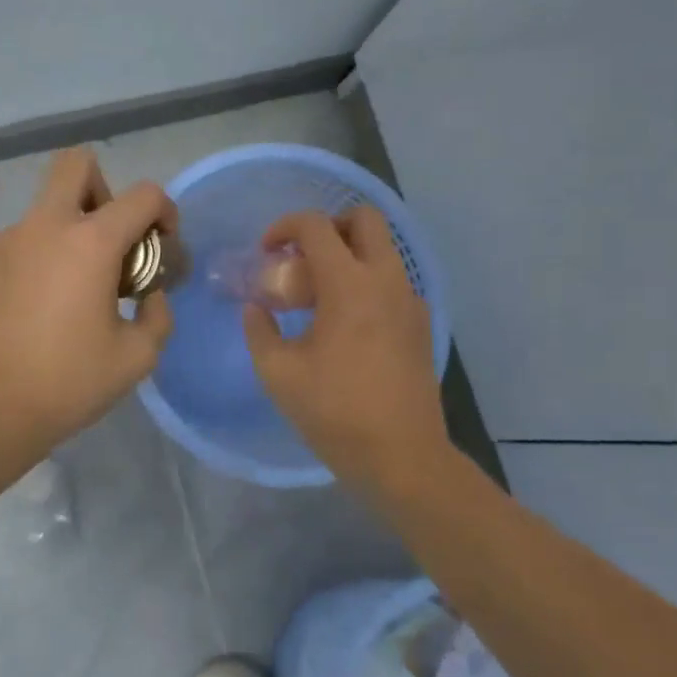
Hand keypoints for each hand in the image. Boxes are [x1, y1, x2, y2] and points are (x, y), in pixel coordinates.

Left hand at [0, 147, 175, 469]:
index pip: (143, 194)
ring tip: (76, 291)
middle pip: (76, 164)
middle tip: (112, 241)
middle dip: (105, 188)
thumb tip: (149, 297)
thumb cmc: (67, 384)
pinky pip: (21, 243)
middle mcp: (45, 227)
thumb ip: (157, 317)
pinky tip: (40, 310)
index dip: (165, 212)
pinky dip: (41, 259)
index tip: (163, 248)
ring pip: (46, 208)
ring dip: (71, 231)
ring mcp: (5, 243)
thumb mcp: (136, 358)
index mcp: (90, 243)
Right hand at [242, 206, 447, 488]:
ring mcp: (410, 300)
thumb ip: (259, 331)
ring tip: (318, 296)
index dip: (284, 227)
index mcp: (349, 285)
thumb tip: (255, 309)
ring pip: (382, 249)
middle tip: (301, 258)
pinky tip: (346, 324)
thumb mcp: (278, 373)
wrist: (402, 456)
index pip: (316, 226)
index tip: (266, 253)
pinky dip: (366, 282)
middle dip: (328, 226)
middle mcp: (386, 280)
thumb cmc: (335, 412)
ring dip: (348, 255)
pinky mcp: (420, 323)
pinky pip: (392, 281)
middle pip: (364, 219)